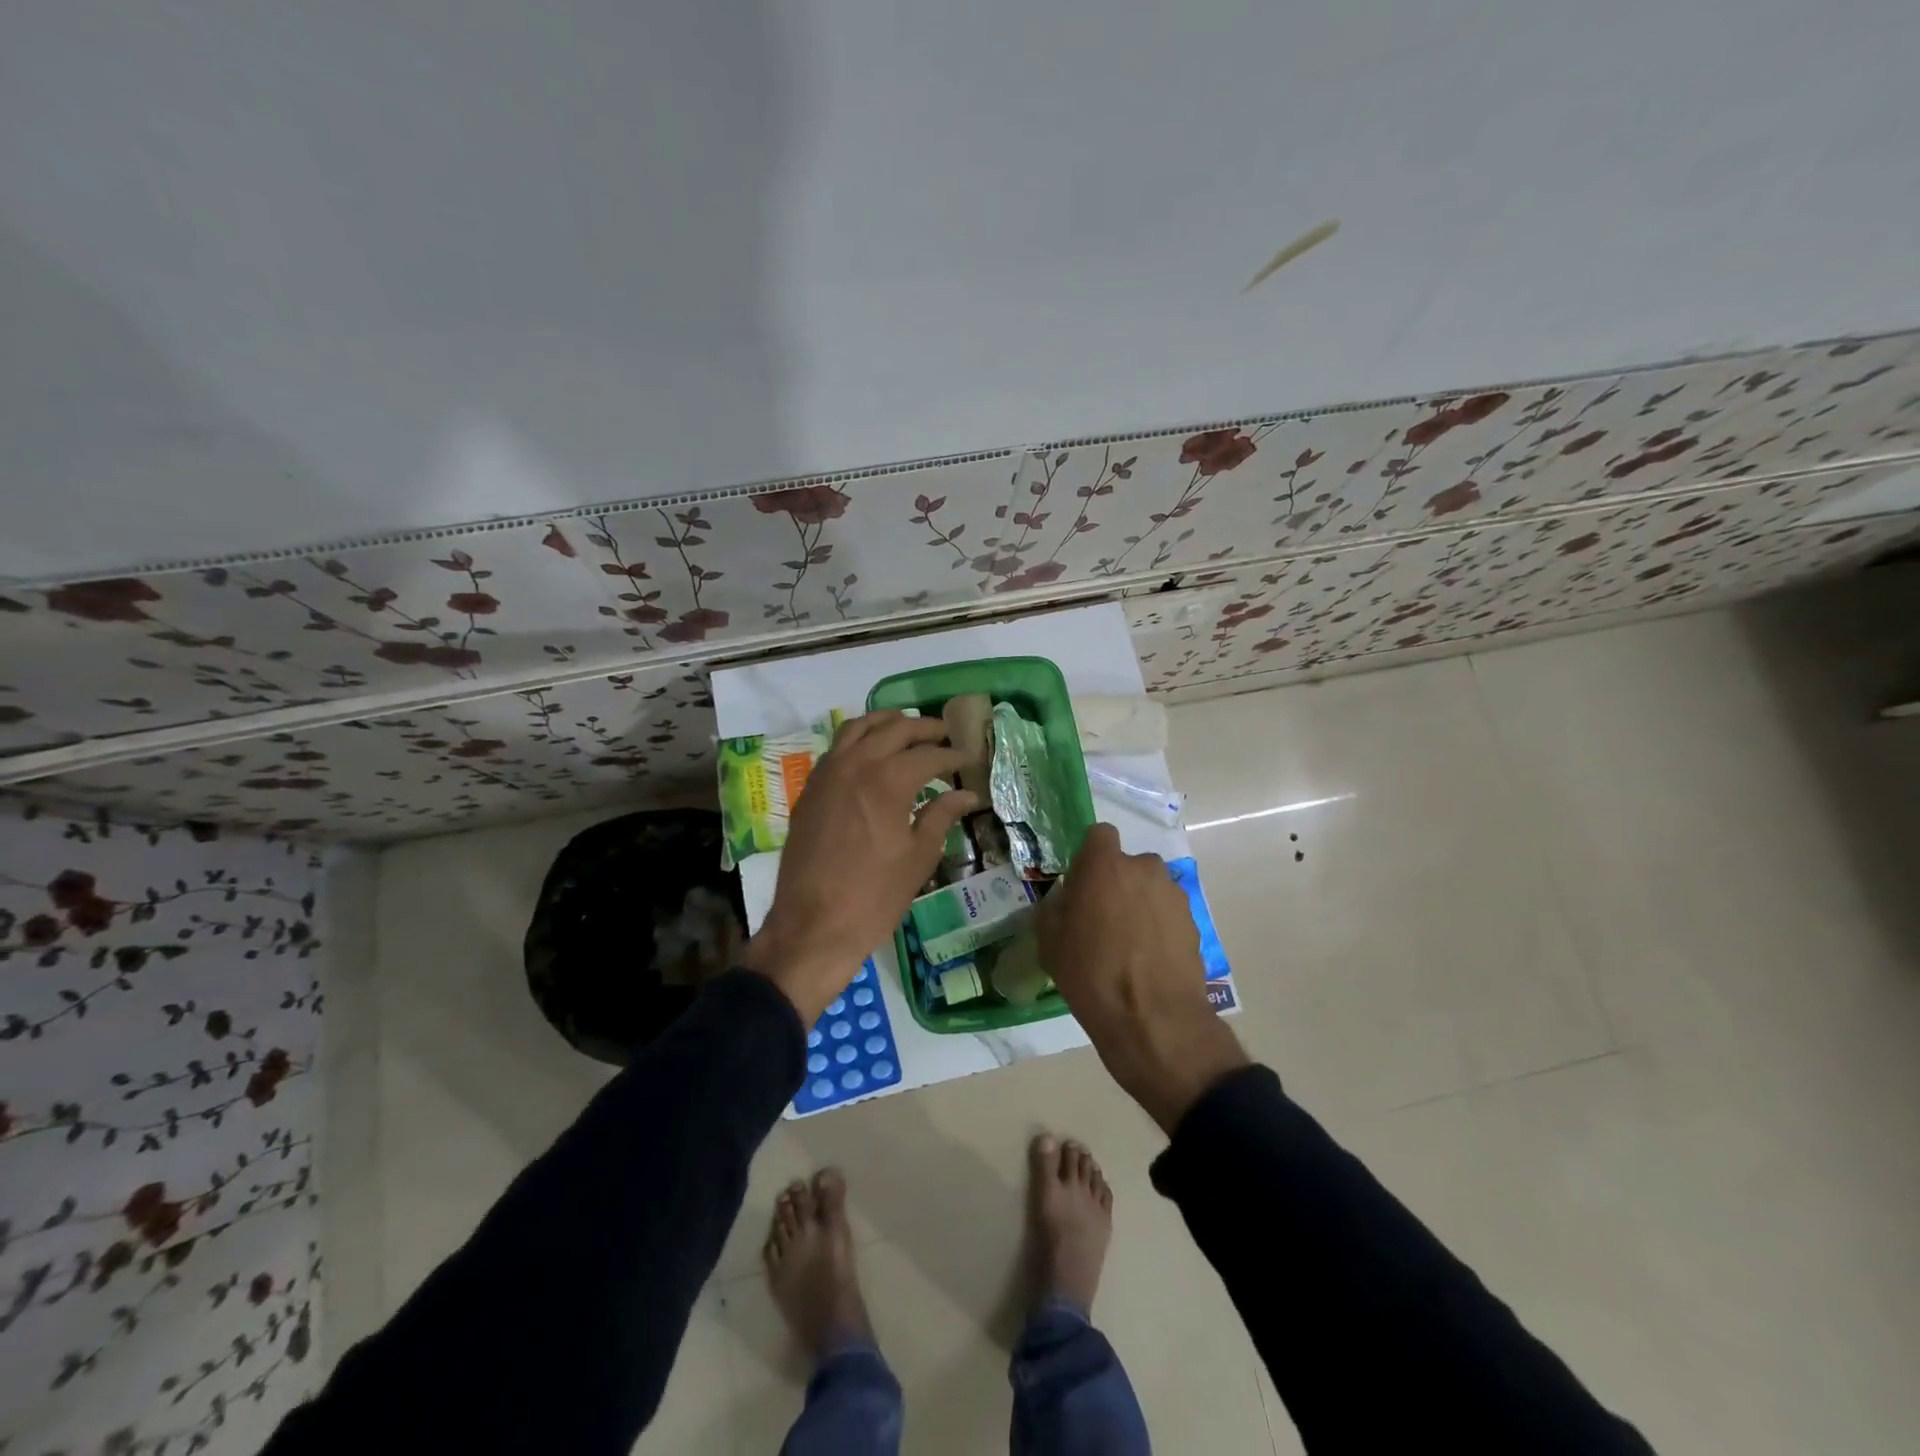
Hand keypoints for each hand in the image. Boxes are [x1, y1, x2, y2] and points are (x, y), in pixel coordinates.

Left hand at [744, 711, 977, 1024]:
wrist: (813, 925)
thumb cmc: (874, 896)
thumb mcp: (919, 857)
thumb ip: (942, 816)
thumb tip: (967, 794)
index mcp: (888, 780)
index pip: (928, 755)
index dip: (952, 756)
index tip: (968, 759)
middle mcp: (856, 764)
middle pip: (894, 729)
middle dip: (924, 729)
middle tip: (945, 735)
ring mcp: (827, 773)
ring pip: (859, 727)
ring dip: (887, 723)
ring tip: (908, 729)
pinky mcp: (811, 788)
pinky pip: (837, 747)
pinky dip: (859, 739)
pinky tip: (872, 753)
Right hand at [1037, 824, 1247, 1132]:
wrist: (1152, 1021)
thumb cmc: (1090, 974)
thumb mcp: (1050, 942)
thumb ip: (1056, 908)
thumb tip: (1066, 901)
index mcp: (1105, 864)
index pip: (1099, 835)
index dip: (1090, 857)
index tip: (1082, 884)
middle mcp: (1144, 868)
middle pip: (1127, 865)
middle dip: (1117, 884)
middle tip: (1103, 919)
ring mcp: (1174, 895)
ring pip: (1150, 889)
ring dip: (1140, 906)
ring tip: (1128, 946)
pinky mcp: (1194, 922)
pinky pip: (1168, 914)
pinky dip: (1159, 928)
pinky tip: (1148, 961)